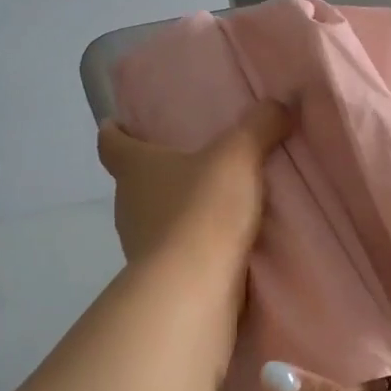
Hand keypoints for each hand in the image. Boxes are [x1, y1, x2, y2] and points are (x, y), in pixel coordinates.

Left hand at [97, 100, 290, 271]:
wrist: (194, 287)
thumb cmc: (203, 210)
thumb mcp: (238, 157)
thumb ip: (258, 126)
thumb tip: (279, 103)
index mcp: (134, 168)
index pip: (111, 143)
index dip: (115, 131)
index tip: (118, 123)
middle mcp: (127, 204)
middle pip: (132, 182)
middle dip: (155, 172)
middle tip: (186, 161)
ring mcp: (139, 245)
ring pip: (152, 218)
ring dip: (174, 211)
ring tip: (210, 202)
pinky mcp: (159, 278)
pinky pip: (173, 251)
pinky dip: (190, 244)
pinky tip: (219, 243)